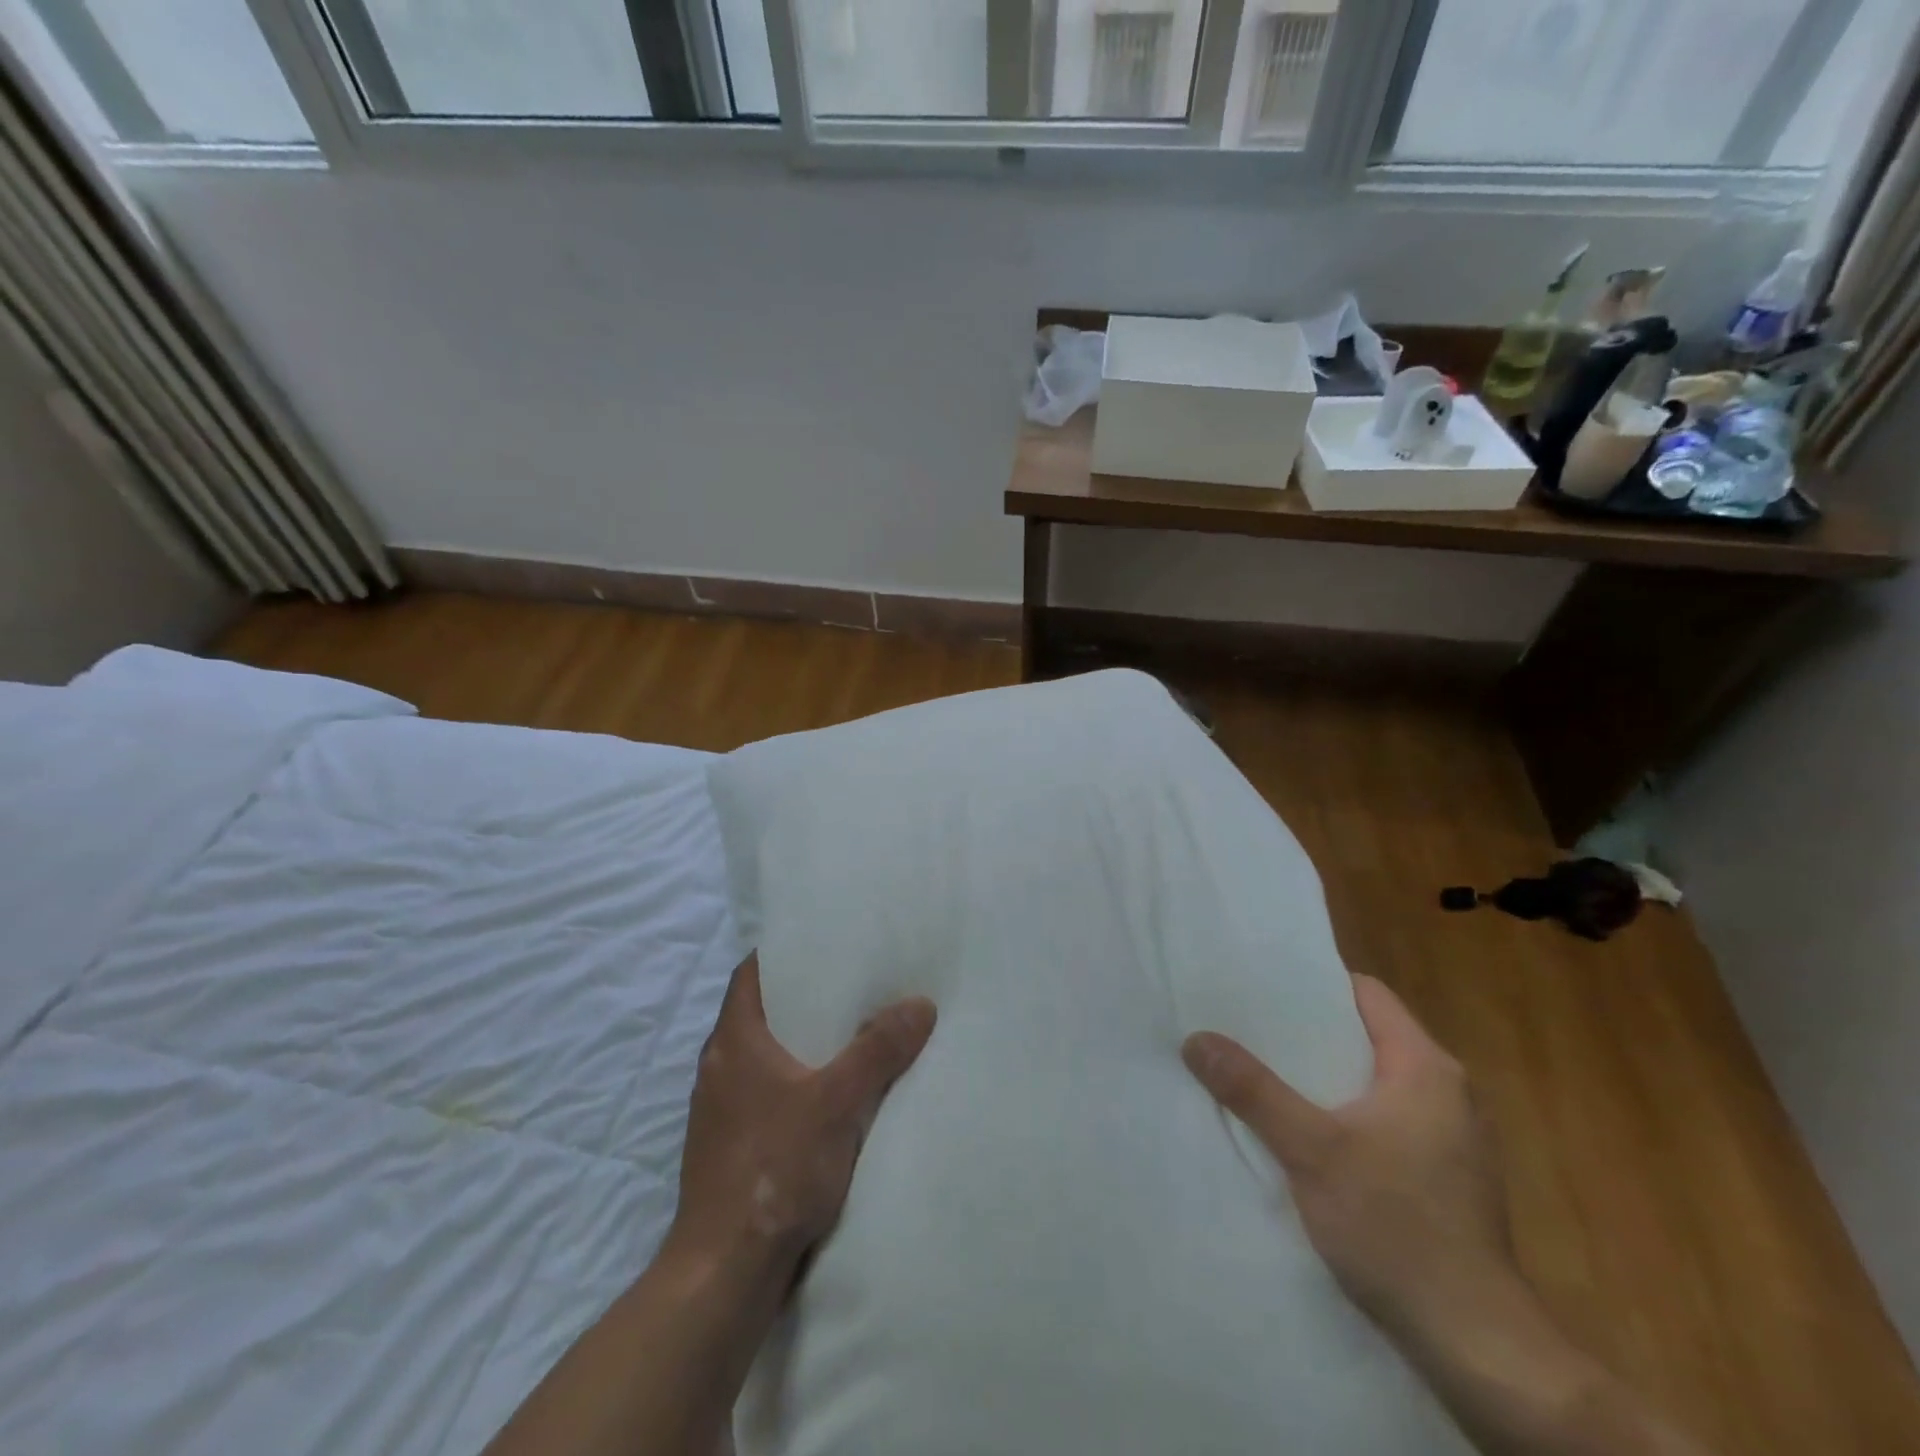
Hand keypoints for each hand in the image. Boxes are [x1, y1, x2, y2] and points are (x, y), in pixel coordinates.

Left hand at [665, 954, 936, 1287]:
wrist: (724, 1272)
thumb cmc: (774, 1169)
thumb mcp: (836, 1101)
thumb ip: (877, 1050)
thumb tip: (919, 1003)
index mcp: (733, 1041)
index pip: (750, 974)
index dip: (783, 954)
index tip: (823, 944)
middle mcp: (719, 1067)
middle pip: (761, 1013)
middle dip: (804, 998)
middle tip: (854, 984)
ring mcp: (721, 1110)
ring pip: (766, 1057)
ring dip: (802, 1044)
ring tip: (852, 1033)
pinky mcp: (730, 1147)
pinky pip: (767, 1094)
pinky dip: (797, 1083)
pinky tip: (833, 1096)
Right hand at [1182, 974, 1512, 1347]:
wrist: (1476, 1346)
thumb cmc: (1397, 1227)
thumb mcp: (1312, 1150)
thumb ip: (1253, 1091)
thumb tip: (1196, 1039)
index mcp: (1427, 1067)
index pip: (1368, 994)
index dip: (1316, 984)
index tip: (1263, 986)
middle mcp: (1448, 1092)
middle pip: (1368, 1036)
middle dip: (1309, 1032)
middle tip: (1249, 1027)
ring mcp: (1452, 1138)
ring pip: (1375, 1082)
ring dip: (1325, 1077)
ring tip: (1265, 1073)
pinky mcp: (1447, 1178)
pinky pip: (1385, 1120)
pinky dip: (1344, 1114)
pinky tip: (1305, 1133)